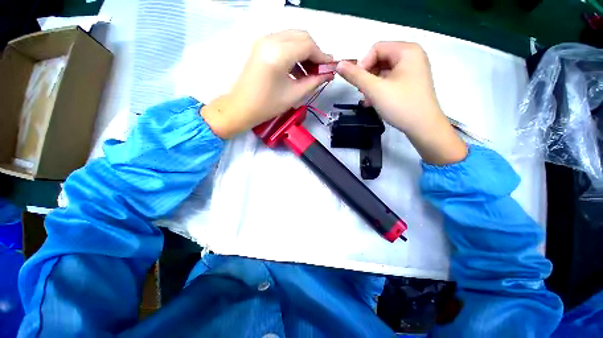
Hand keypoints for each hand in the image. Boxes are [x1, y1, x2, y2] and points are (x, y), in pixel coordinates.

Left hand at [201, 30, 332, 138]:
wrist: (241, 107)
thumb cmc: (268, 105)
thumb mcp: (294, 95)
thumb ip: (314, 81)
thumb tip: (328, 74)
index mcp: (278, 53)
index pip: (308, 45)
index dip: (322, 56)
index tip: (330, 68)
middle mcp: (270, 40)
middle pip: (301, 36)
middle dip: (314, 52)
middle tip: (320, 70)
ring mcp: (263, 41)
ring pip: (293, 38)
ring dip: (305, 52)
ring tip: (310, 73)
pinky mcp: (261, 46)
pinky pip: (283, 43)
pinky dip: (294, 53)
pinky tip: (298, 70)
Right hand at [336, 42, 466, 164]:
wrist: (423, 127)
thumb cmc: (400, 104)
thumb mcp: (374, 89)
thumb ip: (355, 76)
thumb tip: (338, 64)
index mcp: (407, 50)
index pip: (376, 48)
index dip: (363, 64)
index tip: (358, 84)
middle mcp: (412, 56)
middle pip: (380, 59)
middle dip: (367, 76)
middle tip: (362, 93)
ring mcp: (413, 70)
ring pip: (384, 71)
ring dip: (372, 85)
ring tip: (367, 100)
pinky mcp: (411, 83)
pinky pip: (391, 80)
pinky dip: (380, 89)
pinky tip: (374, 102)